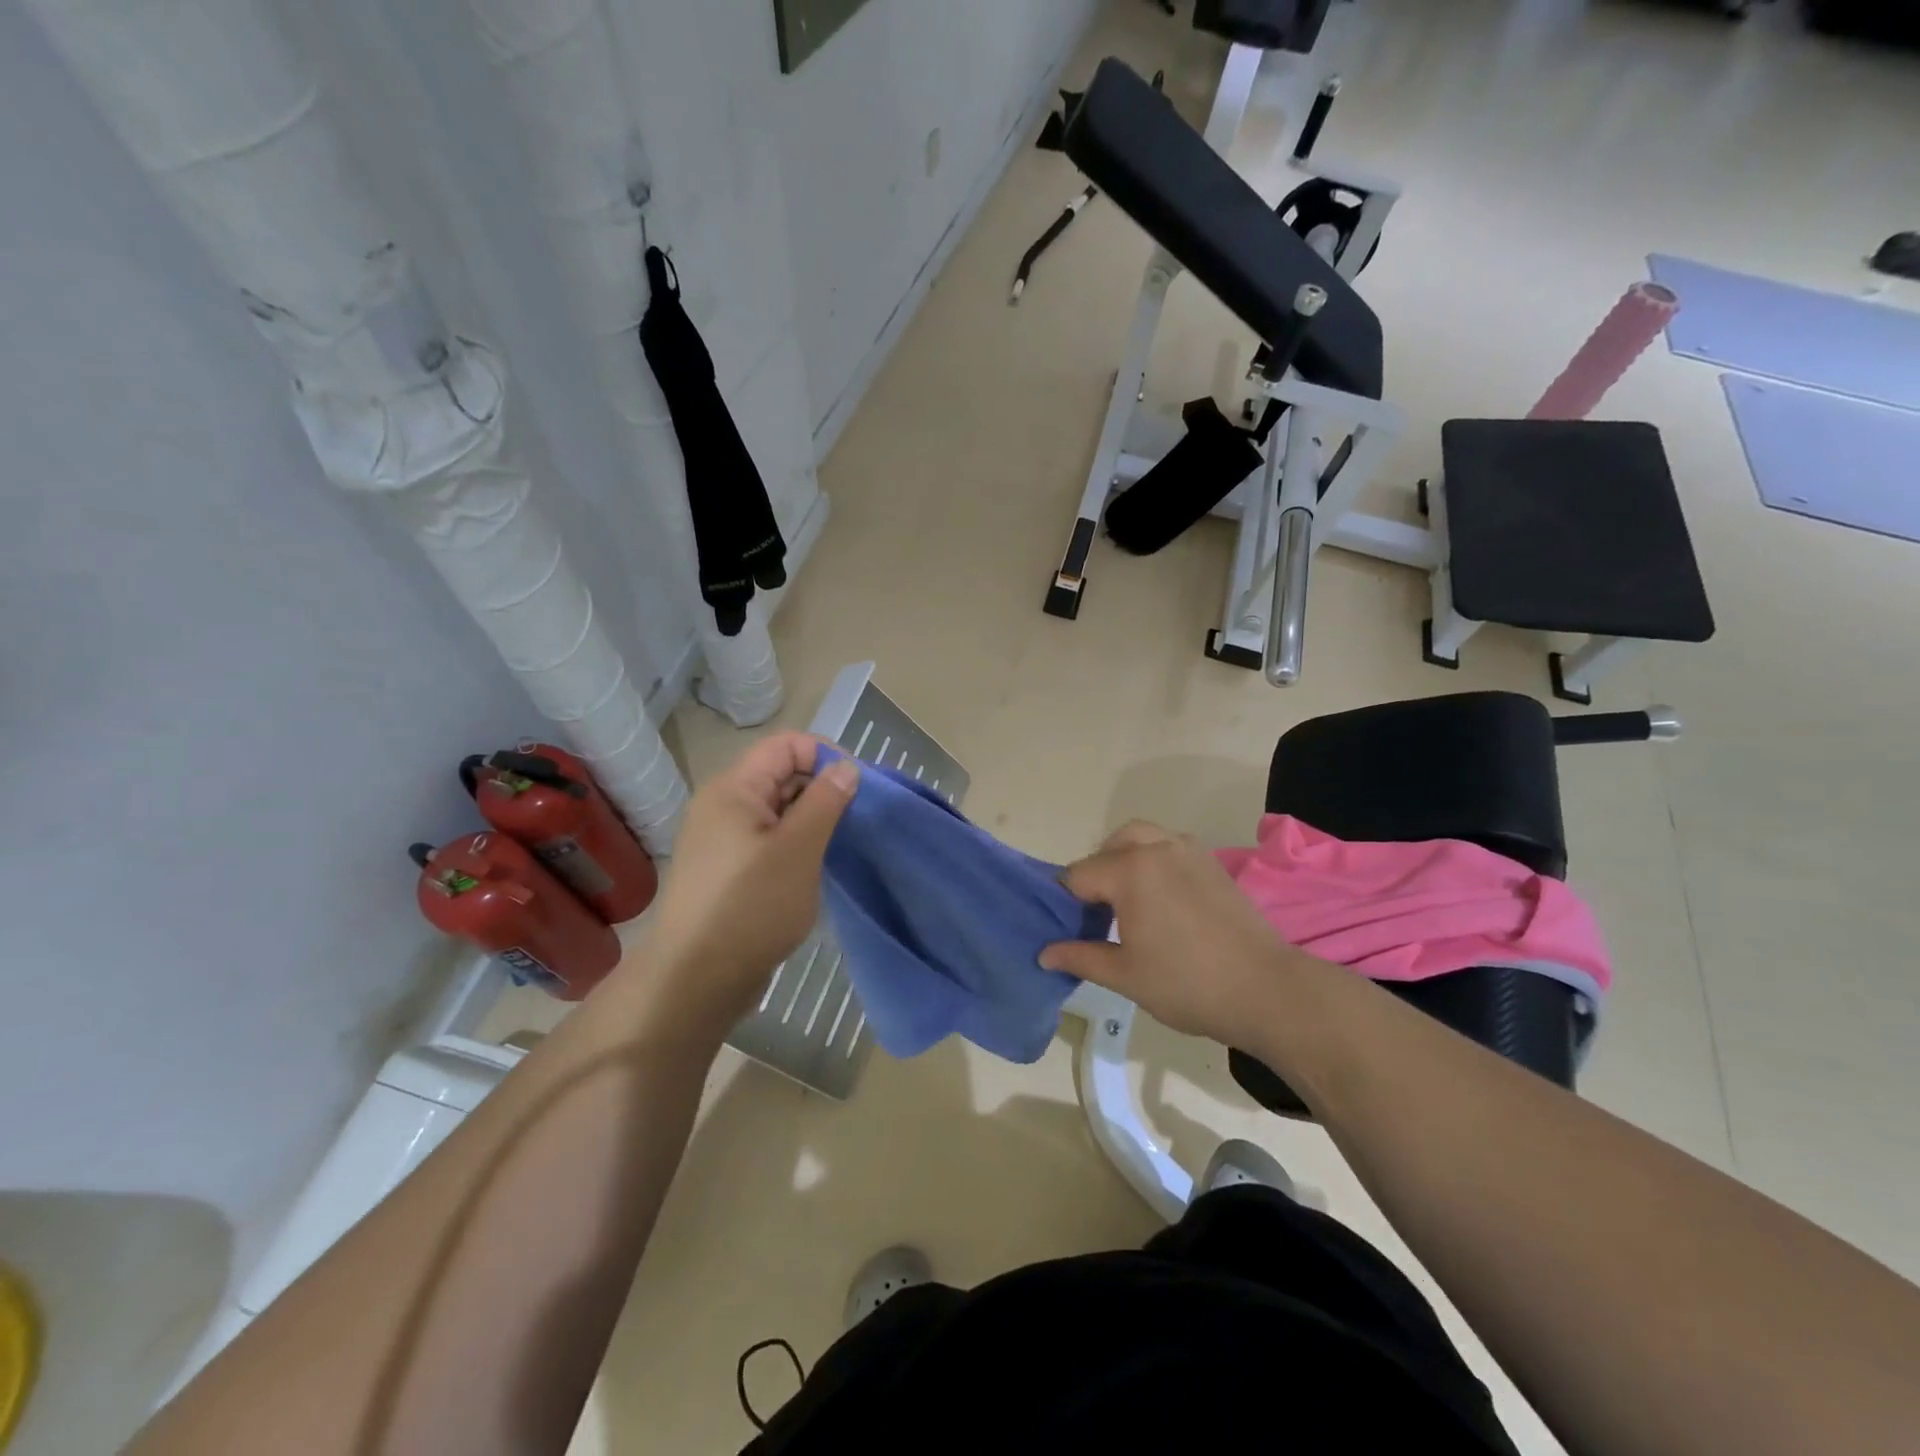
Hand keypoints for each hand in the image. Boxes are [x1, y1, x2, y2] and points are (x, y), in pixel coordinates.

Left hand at [638, 732, 857, 1035]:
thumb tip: (845, 767)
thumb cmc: (750, 907)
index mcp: (734, 789)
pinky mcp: (729, 871)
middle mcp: (724, 806)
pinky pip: (770, 841)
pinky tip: (817, 868)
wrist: (695, 981)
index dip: (826, 756)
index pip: (787, 745)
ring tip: (841, 845)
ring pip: (779, 811)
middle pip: (782, 774)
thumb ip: (825, 801)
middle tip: (857, 821)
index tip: (859, 789)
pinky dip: (797, 845)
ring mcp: (724, 840)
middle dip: (823, 788)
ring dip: (813, 820)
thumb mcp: (798, 849)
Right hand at [1040, 821, 1307, 1045]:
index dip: (1065, 902)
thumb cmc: (1187, 983)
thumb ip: (1080, 957)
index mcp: (1129, 870)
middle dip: (1095, 874)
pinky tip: (1159, 898)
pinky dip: (1153, 858)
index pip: (1078, 875)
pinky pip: (1169, 845)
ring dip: (1123, 858)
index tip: (1066, 928)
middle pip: (1108, 847)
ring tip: (1126, 900)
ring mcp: (1188, 850)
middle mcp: (1156, 848)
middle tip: (1096, 913)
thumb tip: (1044, 954)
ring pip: (1140, 837)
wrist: (1265, 989)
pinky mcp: (1211, 862)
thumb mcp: (1124, 975)